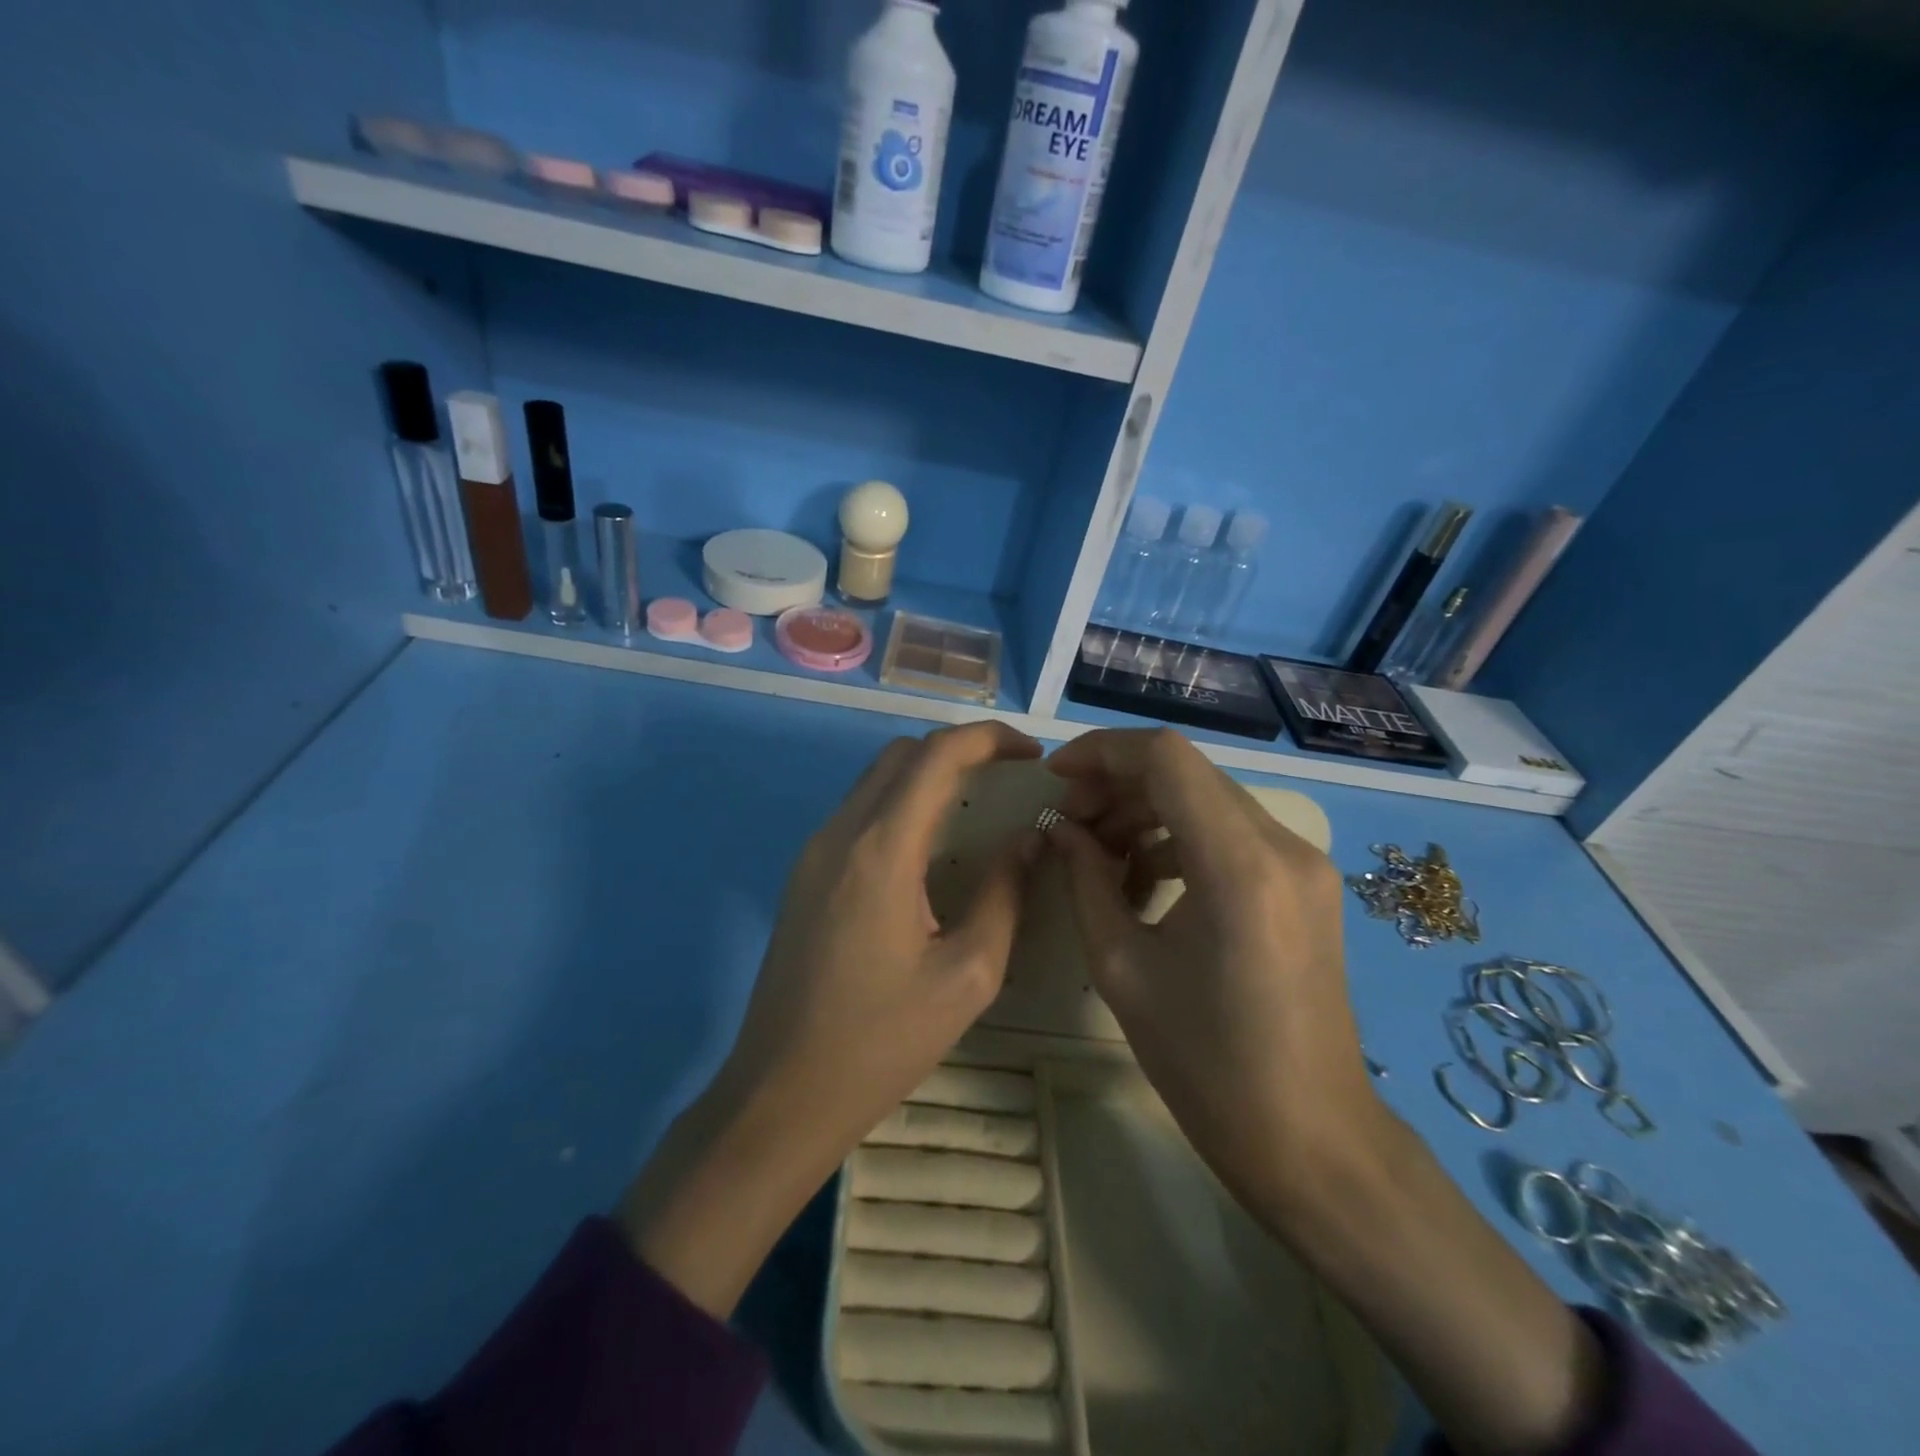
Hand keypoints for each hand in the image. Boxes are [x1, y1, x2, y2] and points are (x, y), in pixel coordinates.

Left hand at [620, 721, 1042, 1315]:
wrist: (780, 1094)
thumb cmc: (881, 1042)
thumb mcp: (967, 976)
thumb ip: (1004, 894)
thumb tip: (1029, 840)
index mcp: (881, 850)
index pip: (937, 755)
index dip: (989, 738)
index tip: (1031, 755)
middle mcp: (840, 833)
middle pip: (903, 754)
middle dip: (960, 750)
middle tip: (1009, 778)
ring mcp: (813, 851)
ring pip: (876, 778)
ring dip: (928, 774)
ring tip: (977, 806)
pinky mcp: (803, 873)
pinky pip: (859, 811)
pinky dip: (901, 803)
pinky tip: (930, 845)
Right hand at [1049, 729, 1603, 1455]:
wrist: (1312, 1141)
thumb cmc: (1206, 1066)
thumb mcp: (1122, 968)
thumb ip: (1084, 881)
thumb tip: (1059, 828)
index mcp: (1239, 865)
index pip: (1166, 758)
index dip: (1101, 752)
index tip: (1054, 777)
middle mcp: (1283, 845)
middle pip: (1187, 772)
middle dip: (1117, 783)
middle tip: (1068, 823)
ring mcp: (1303, 863)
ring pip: (1208, 797)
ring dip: (1146, 811)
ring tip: (1097, 854)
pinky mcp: (1305, 883)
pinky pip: (1231, 832)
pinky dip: (1179, 837)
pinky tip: (1143, 878)